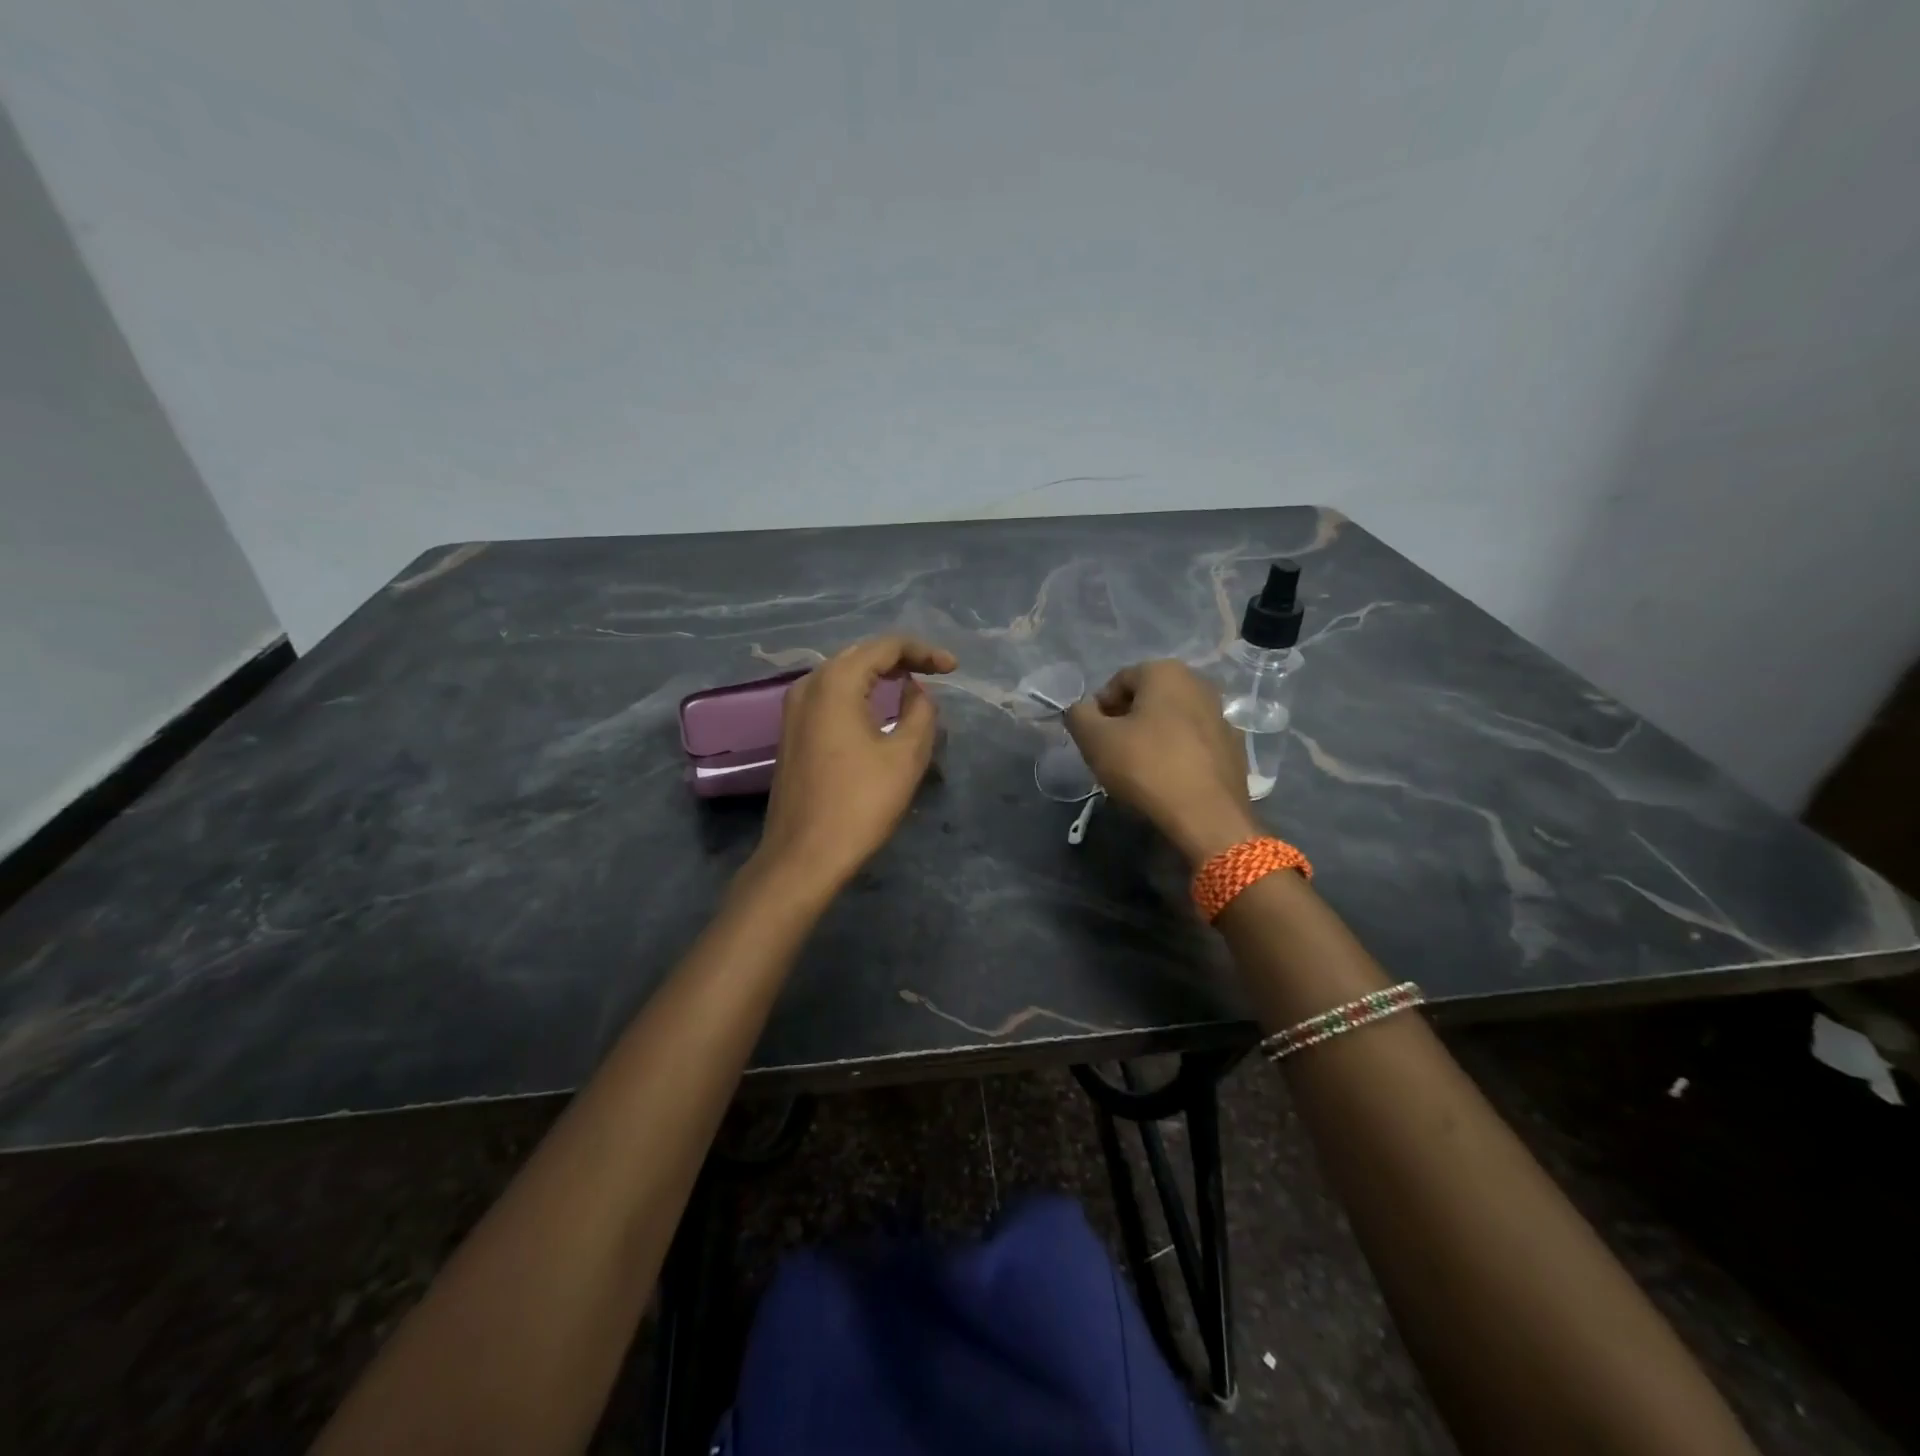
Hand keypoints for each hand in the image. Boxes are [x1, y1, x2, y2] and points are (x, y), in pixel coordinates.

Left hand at [753, 636, 956, 894]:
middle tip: (937, 672)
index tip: (953, 668)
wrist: (803, 855)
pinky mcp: (792, 731)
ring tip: (912, 684)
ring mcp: (794, 708)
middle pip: (861, 654)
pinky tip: (879, 707)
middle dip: (901, 658)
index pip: (885, 647)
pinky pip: (831, 696)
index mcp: (835, 682)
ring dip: (879, 674)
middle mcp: (808, 684)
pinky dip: (859, 693)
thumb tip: (914, 690)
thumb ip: (920, 711)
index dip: (923, 652)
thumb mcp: (905, 755)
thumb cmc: (859, 804)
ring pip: (843, 674)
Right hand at [1065, 660, 1256, 864]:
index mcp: (1167, 672)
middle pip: (1148, 700)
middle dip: (1126, 722)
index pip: (1118, 682)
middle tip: (1111, 755)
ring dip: (1152, 739)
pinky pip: (1194, 745)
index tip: (1093, 739)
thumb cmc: (1146, 767)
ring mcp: (1222, 718)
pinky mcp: (1234, 750)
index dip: (1099, 710)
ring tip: (1138, 772)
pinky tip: (1167, 782)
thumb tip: (1082, 710)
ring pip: (1172, 722)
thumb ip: (1078, 715)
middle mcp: (1200, 685)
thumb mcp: (1095, 740)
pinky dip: (1177, 756)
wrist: (1207, 817)